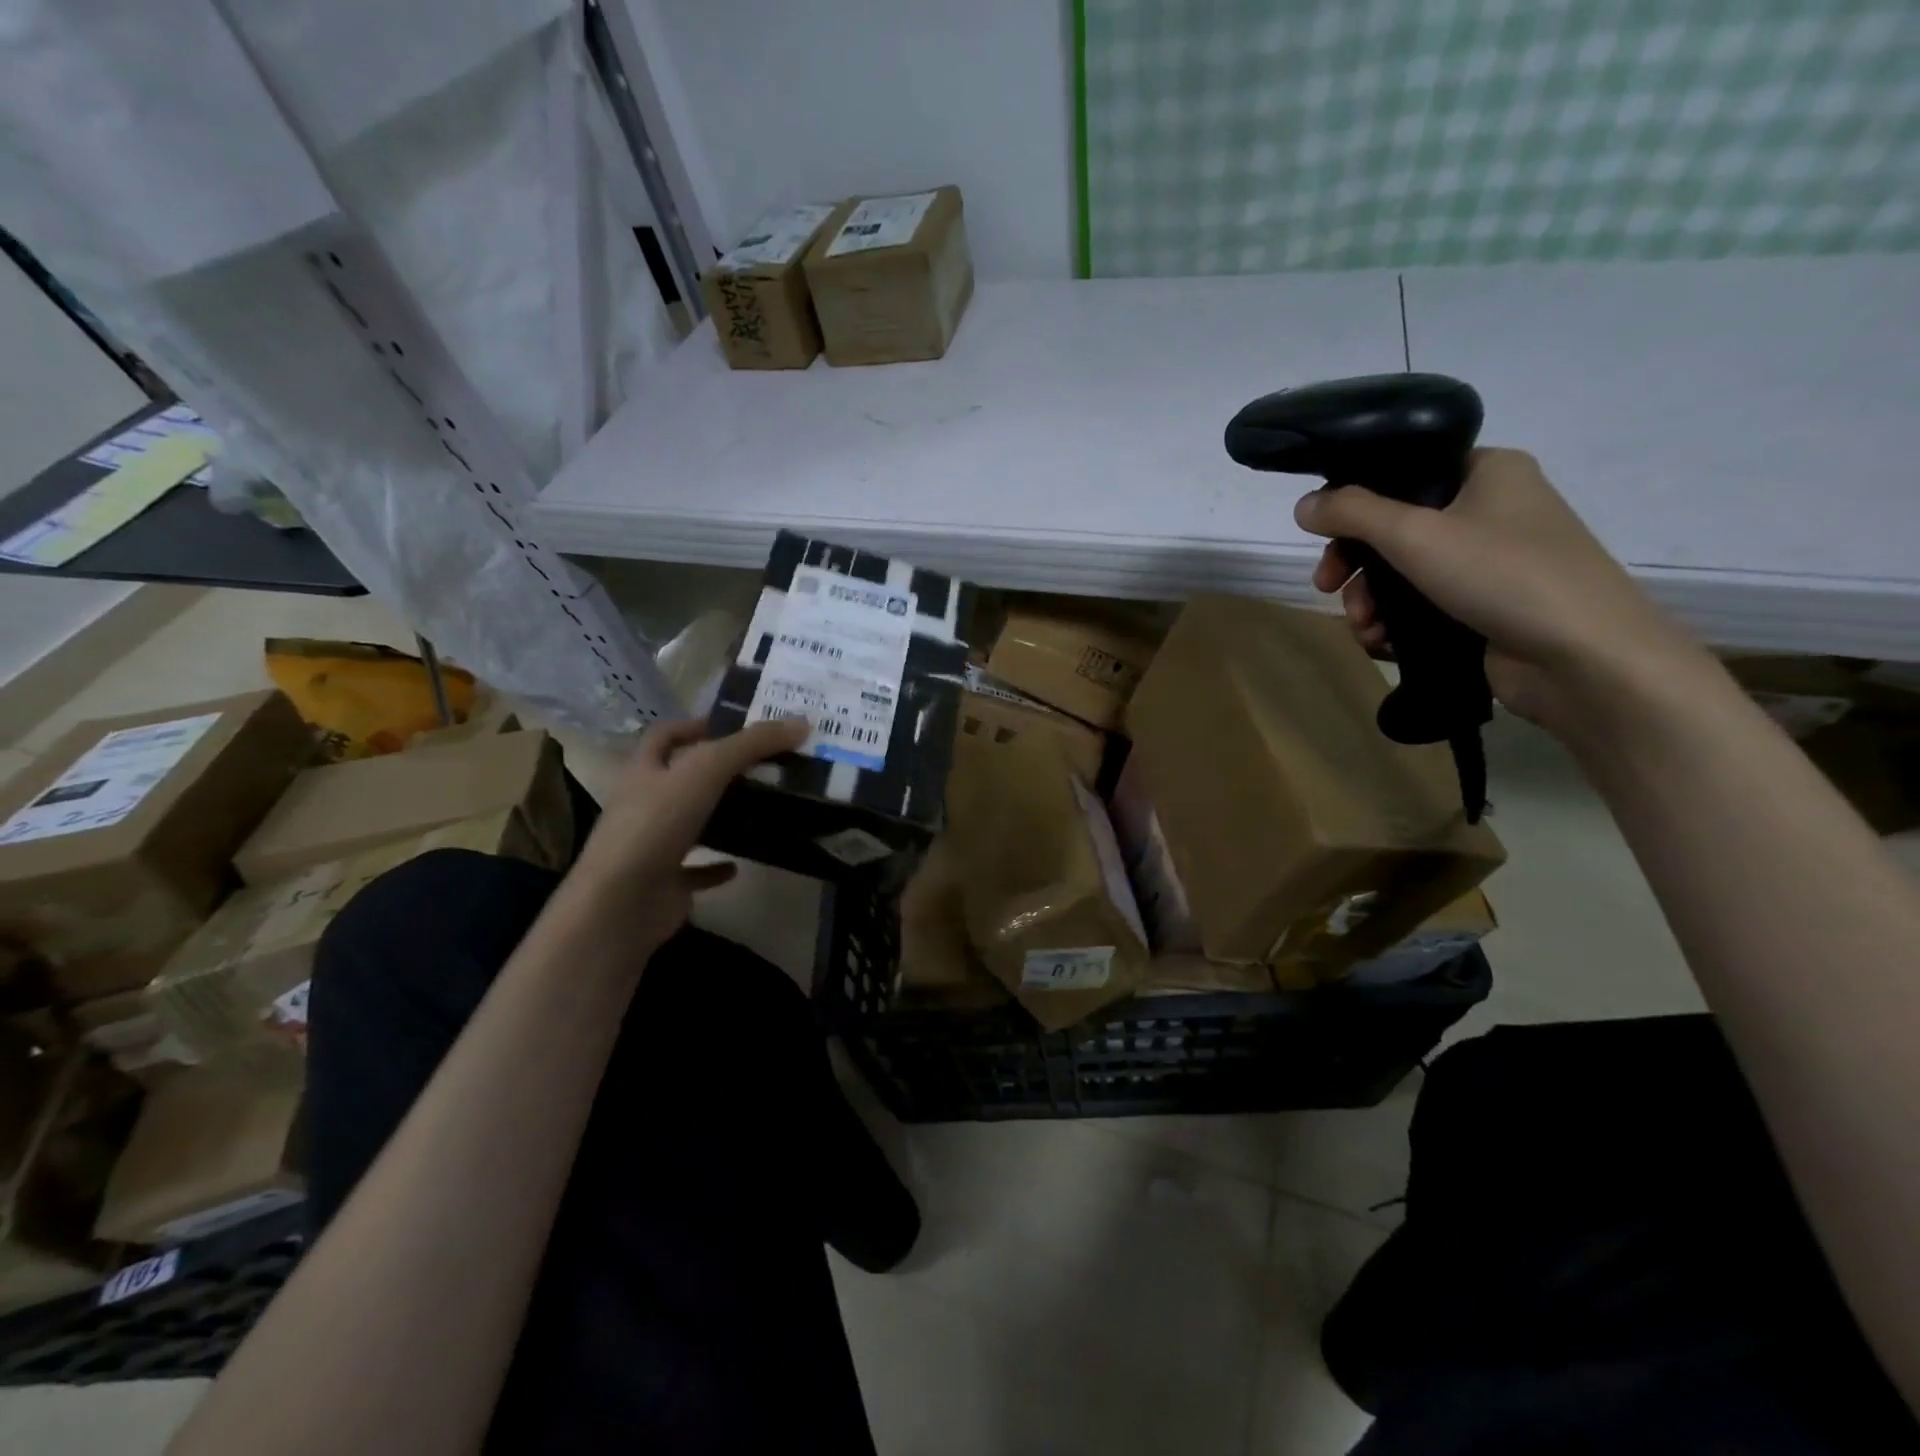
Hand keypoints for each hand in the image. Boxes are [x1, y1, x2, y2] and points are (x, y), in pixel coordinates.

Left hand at [566, 716, 807, 949]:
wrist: (621, 902)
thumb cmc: (657, 824)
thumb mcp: (707, 769)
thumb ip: (752, 744)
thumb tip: (801, 722)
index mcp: (644, 771)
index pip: (664, 735)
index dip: (695, 725)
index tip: (735, 727)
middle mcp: (643, 804)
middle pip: (681, 779)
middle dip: (718, 772)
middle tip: (764, 766)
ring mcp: (652, 846)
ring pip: (690, 823)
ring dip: (720, 816)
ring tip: (762, 809)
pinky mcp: (664, 883)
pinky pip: (695, 871)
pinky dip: (717, 866)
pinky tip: (741, 863)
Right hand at [1294, 447, 1697, 730]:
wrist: (1583, 658)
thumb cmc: (1503, 575)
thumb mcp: (1414, 534)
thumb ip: (1352, 514)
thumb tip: (1303, 505)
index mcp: (1486, 471)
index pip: (1402, 473)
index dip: (1355, 504)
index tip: (1323, 538)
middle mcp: (1490, 509)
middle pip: (1395, 528)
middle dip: (1356, 565)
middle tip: (1329, 589)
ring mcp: (1490, 562)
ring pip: (1403, 573)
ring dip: (1370, 602)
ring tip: (1365, 629)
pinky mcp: (1485, 607)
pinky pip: (1422, 605)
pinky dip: (1395, 623)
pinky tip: (1383, 643)